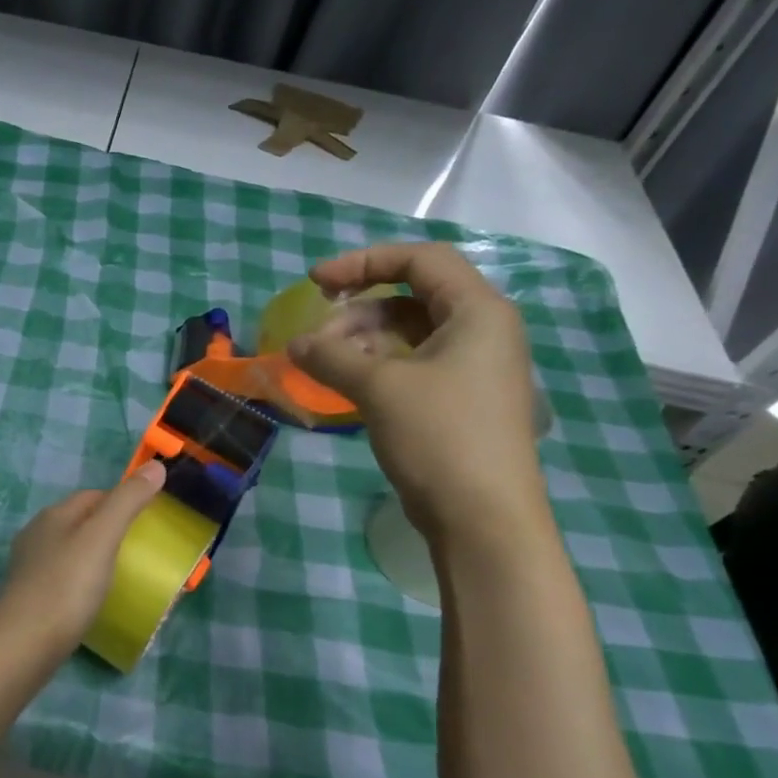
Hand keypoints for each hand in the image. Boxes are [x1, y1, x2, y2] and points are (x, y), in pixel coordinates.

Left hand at [0, 460, 167, 663]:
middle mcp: (36, 534)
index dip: (122, 500)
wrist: (24, 644)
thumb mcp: (102, 538)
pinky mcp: (29, 596)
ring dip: (94, 555)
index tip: (148, 519)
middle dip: (108, 528)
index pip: (93, 495)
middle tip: (140, 549)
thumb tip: (155, 466)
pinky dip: (81, 580)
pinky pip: (62, 577)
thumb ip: (128, 502)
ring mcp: (29, 567)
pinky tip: (93, 598)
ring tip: (121, 574)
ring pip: (69, 549)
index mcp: (54, 515)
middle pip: (79, 521)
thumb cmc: (67, 586)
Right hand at [287, 242, 546, 540]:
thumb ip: (332, 356)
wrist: (482, 518)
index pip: (420, 259)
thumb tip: (294, 344)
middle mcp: (481, 330)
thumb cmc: (440, 437)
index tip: (316, 282)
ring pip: (408, 334)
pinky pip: (412, 365)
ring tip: (321, 366)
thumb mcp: (379, 388)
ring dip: (360, 341)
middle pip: (411, 297)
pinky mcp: (458, 400)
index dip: (363, 262)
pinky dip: (375, 366)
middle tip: (313, 340)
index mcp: (478, 311)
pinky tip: (343, 384)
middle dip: (355, 311)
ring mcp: (471, 367)